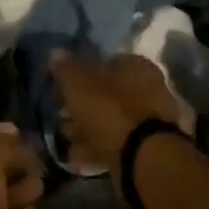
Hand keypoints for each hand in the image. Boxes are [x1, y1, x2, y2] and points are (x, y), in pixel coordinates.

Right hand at [50, 53, 181, 171]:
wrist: (142, 157)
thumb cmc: (110, 111)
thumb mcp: (79, 86)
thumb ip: (67, 69)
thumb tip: (56, 52)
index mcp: (137, 66)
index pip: (106, 62)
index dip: (82, 73)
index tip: (64, 87)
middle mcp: (150, 88)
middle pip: (109, 93)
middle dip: (85, 105)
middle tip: (63, 115)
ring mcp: (152, 119)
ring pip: (112, 118)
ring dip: (89, 127)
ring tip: (67, 138)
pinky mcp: (149, 146)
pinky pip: (118, 141)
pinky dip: (98, 146)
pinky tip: (79, 156)